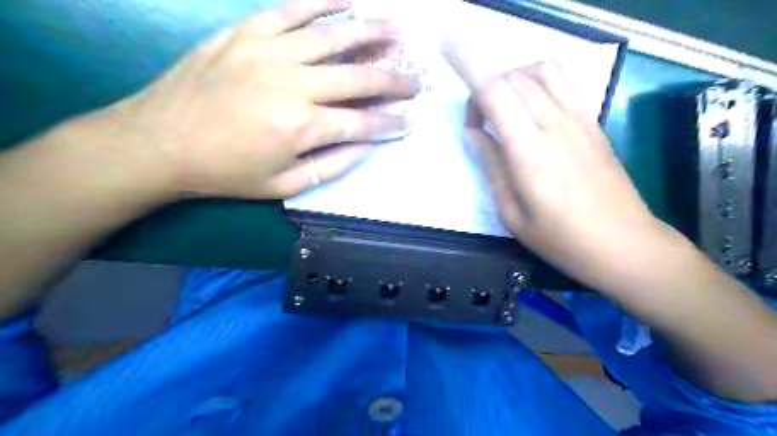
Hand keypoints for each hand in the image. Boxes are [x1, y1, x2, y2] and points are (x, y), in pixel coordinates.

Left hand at [109, 0, 418, 199]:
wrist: (160, 142)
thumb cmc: (226, 171)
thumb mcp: (283, 185)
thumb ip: (332, 166)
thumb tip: (366, 147)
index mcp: (303, 127)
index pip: (363, 123)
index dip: (391, 124)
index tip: (410, 122)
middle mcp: (295, 84)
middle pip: (359, 78)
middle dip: (393, 83)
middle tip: (415, 82)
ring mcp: (271, 52)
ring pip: (334, 36)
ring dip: (371, 33)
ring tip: (397, 31)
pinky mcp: (247, 32)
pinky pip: (292, 9)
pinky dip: (323, 2)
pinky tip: (347, 0)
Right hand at [447, 56, 681, 290]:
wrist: (625, 244)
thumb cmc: (561, 239)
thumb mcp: (512, 213)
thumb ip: (491, 166)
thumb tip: (473, 132)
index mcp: (528, 151)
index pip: (494, 91)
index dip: (468, 65)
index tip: (448, 48)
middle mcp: (554, 125)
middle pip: (513, 77)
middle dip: (485, 87)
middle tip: (478, 122)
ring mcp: (579, 120)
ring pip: (541, 71)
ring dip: (514, 78)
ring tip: (504, 107)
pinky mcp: (593, 123)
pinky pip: (563, 84)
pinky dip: (538, 83)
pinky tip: (532, 111)